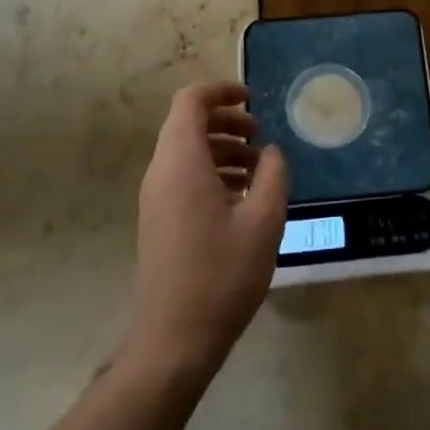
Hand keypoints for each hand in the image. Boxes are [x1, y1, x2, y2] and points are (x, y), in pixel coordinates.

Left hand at [126, 82, 288, 381]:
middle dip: (226, 120)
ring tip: (259, 169)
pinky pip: (183, 176)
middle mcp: (161, 171)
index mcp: (181, 161)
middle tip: (260, 135)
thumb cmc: (222, 274)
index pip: (191, 100)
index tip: (253, 99)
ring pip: (187, 151)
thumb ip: (273, 175)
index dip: (222, 90)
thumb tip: (271, 153)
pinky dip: (211, 171)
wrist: (174, 339)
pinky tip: (242, 197)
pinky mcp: (158, 218)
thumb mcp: (264, 221)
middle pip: (188, 123)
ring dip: (222, 148)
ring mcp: (156, 197)